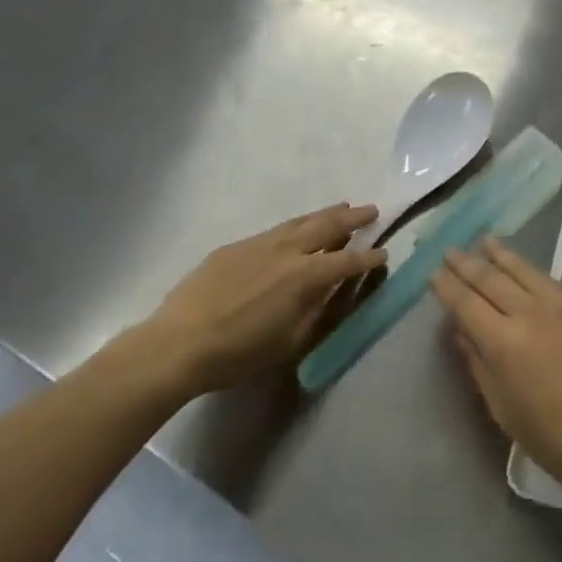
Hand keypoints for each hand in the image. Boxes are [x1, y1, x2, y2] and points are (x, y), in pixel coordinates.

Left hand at [139, 204, 386, 397]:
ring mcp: (259, 244)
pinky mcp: (236, 246)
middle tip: (372, 210)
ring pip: (300, 221)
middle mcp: (288, 251)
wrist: (178, 343)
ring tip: (342, 207)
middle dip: (353, 219)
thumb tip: (337, 291)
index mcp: (305, 277)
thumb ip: (319, 312)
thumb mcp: (291, 342)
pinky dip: (295, 225)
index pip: (348, 261)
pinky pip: (275, 230)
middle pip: (328, 227)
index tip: (383, 254)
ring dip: (325, 214)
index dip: (369, 258)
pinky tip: (296, 229)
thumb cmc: (239, 353)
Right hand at [432, 238, 561, 504]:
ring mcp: (560, 306)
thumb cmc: (552, 438)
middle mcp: (529, 313)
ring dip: (499, 254)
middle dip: (466, 263)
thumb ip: (478, 363)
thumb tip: (462, 330)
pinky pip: (548, 280)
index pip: (466, 303)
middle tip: (450, 250)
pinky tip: (522, 265)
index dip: (447, 286)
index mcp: (503, 342)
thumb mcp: (502, 408)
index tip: (433, 273)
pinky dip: (528, 268)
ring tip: (483, 240)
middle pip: (490, 279)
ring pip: (522, 270)